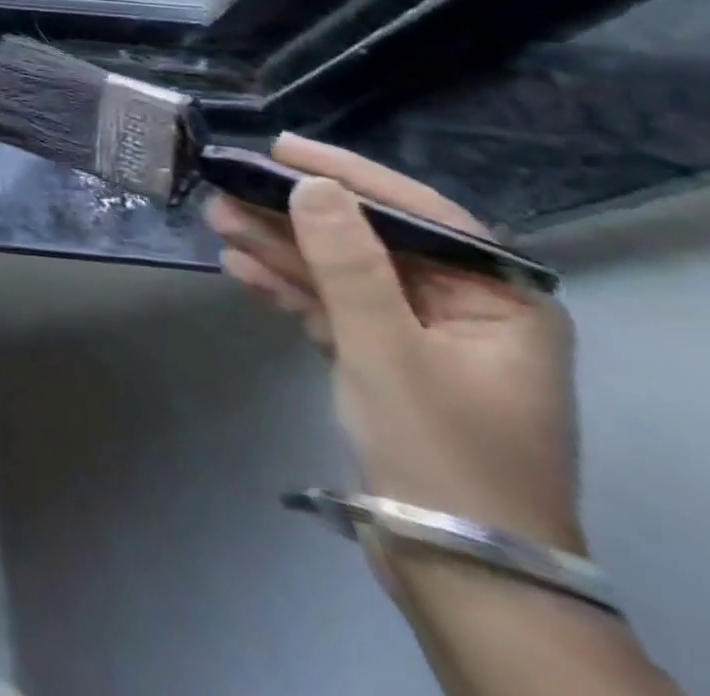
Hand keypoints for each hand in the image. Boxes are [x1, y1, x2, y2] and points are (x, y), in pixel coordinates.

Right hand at [209, 135, 582, 554]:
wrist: (454, 568)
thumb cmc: (440, 450)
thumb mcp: (386, 348)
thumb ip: (347, 262)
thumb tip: (312, 184)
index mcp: (499, 301)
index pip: (419, 215)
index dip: (348, 175)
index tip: (282, 148)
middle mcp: (464, 310)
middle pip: (368, 242)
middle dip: (295, 217)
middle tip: (229, 186)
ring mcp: (421, 337)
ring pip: (341, 273)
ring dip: (280, 249)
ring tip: (217, 219)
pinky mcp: (385, 362)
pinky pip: (332, 308)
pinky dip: (288, 289)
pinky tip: (239, 268)